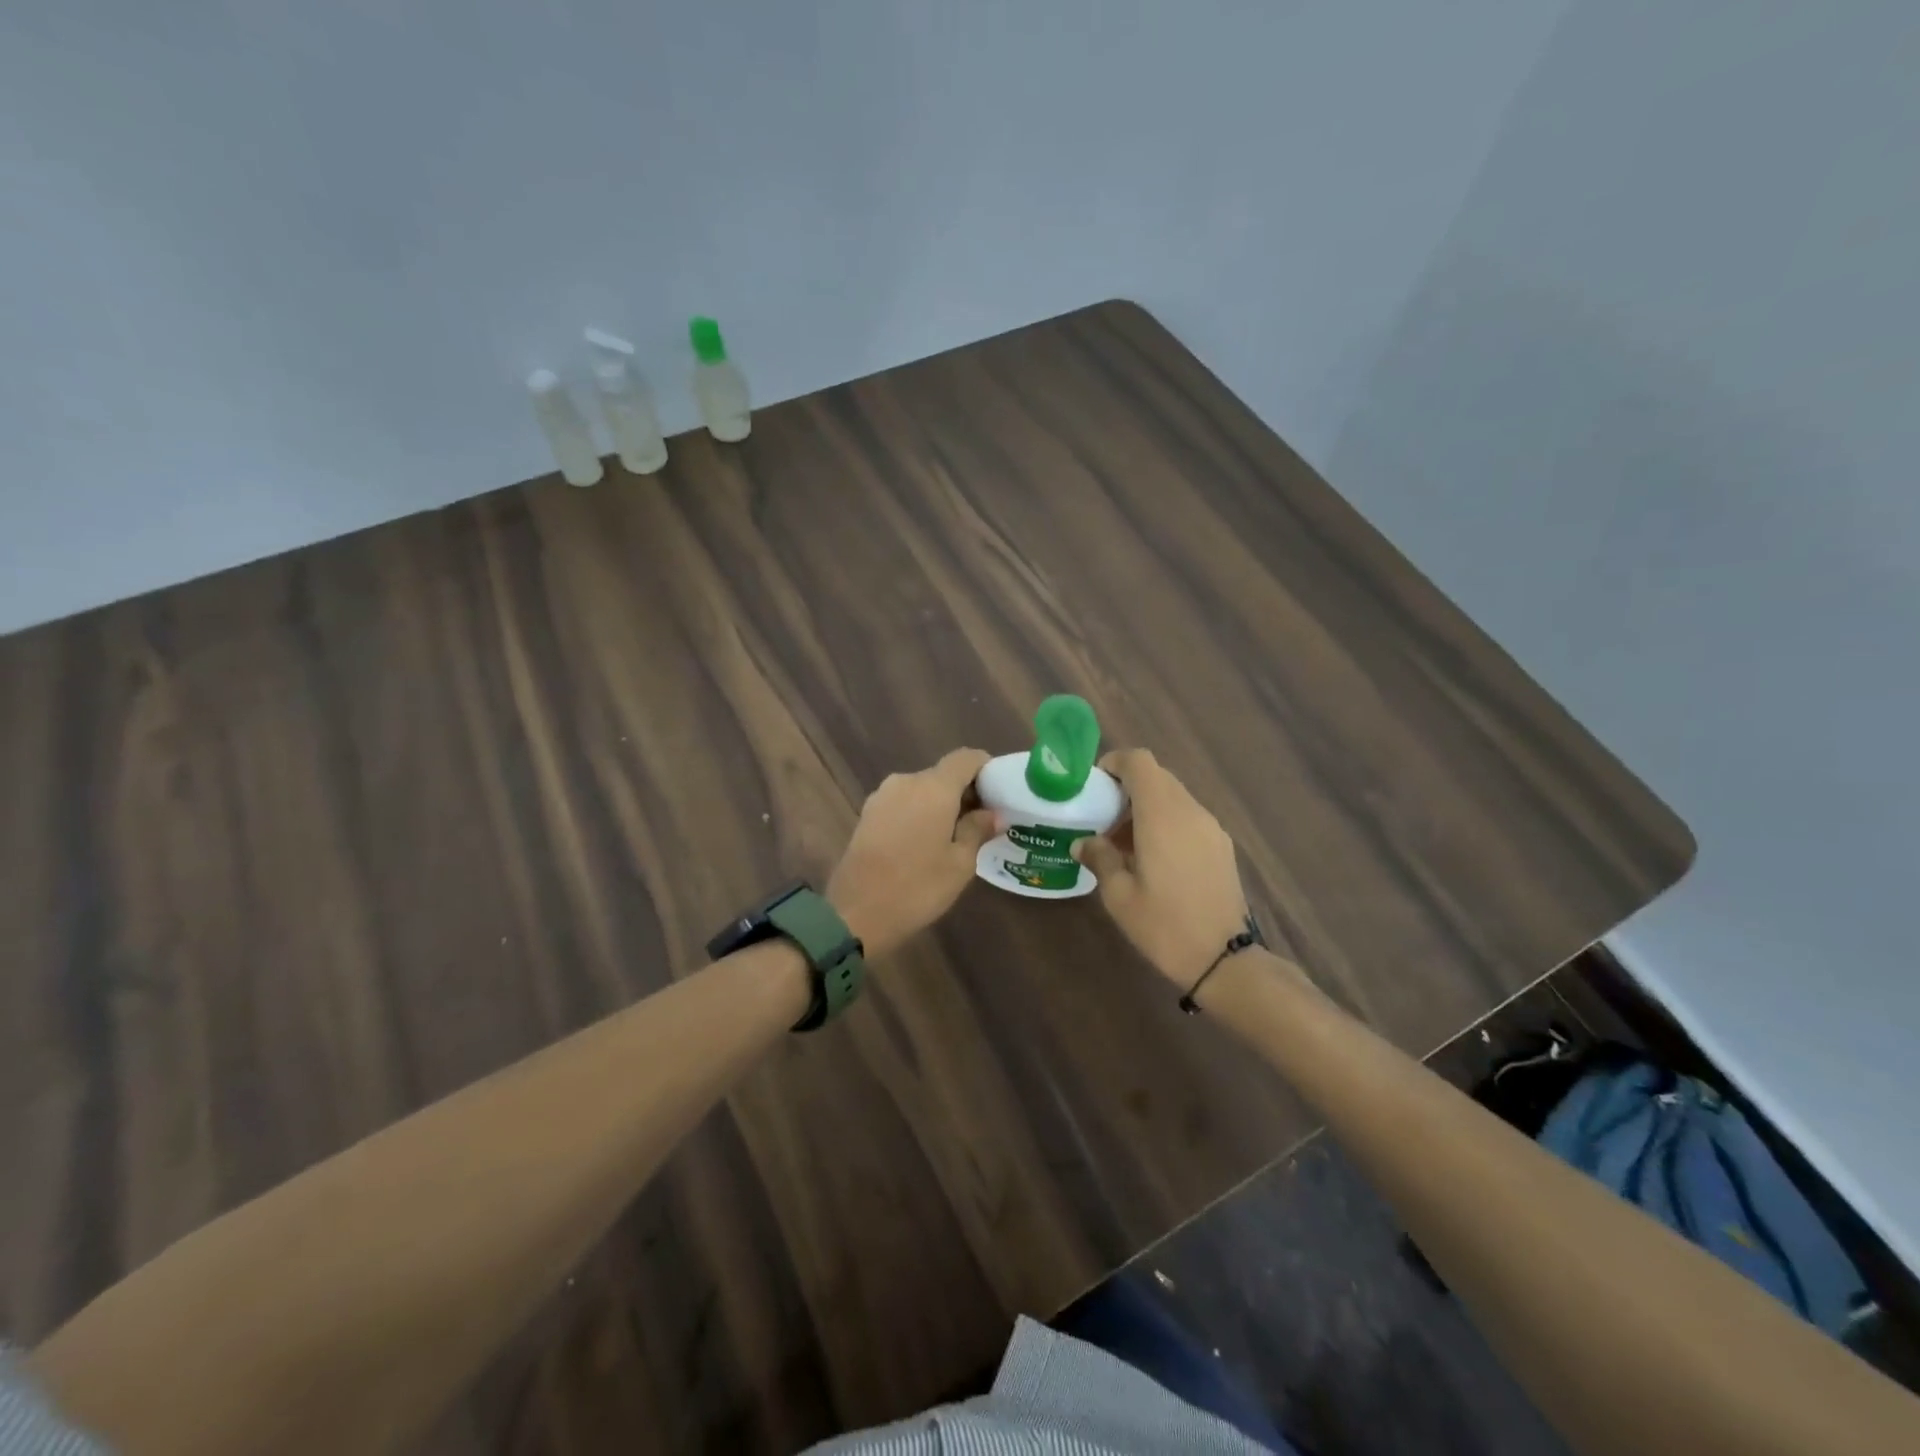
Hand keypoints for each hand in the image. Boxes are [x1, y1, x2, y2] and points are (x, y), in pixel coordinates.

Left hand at [828, 748, 997, 958]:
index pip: (966, 758)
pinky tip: (925, 844)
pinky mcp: (867, 814)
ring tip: (954, 837)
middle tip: (982, 822)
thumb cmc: (917, 887)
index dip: (986, 769)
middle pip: (943, 774)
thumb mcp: (959, 863)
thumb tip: (992, 813)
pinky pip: (902, 804)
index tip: (998, 792)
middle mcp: (906, 781)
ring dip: (940, 805)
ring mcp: (882, 796)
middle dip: (964, 792)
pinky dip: (919, 814)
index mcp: (933, 787)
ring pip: (921, 790)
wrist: (854, 913)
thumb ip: (978, 830)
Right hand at [1072, 749, 1252, 988]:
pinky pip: (1188, 818)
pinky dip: (1166, 822)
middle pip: (1158, 777)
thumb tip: (1083, 842)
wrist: (1225, 961)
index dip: (1115, 763)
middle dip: (1128, 788)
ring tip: (1124, 843)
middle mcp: (1190, 812)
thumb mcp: (1119, 895)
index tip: (1096, 784)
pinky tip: (1153, 859)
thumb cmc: (1164, 925)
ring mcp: (1211, 829)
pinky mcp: (1222, 847)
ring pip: (1174, 797)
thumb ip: (1100, 858)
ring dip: (1147, 807)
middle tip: (1103, 817)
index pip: (1140, 762)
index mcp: (1162, 815)